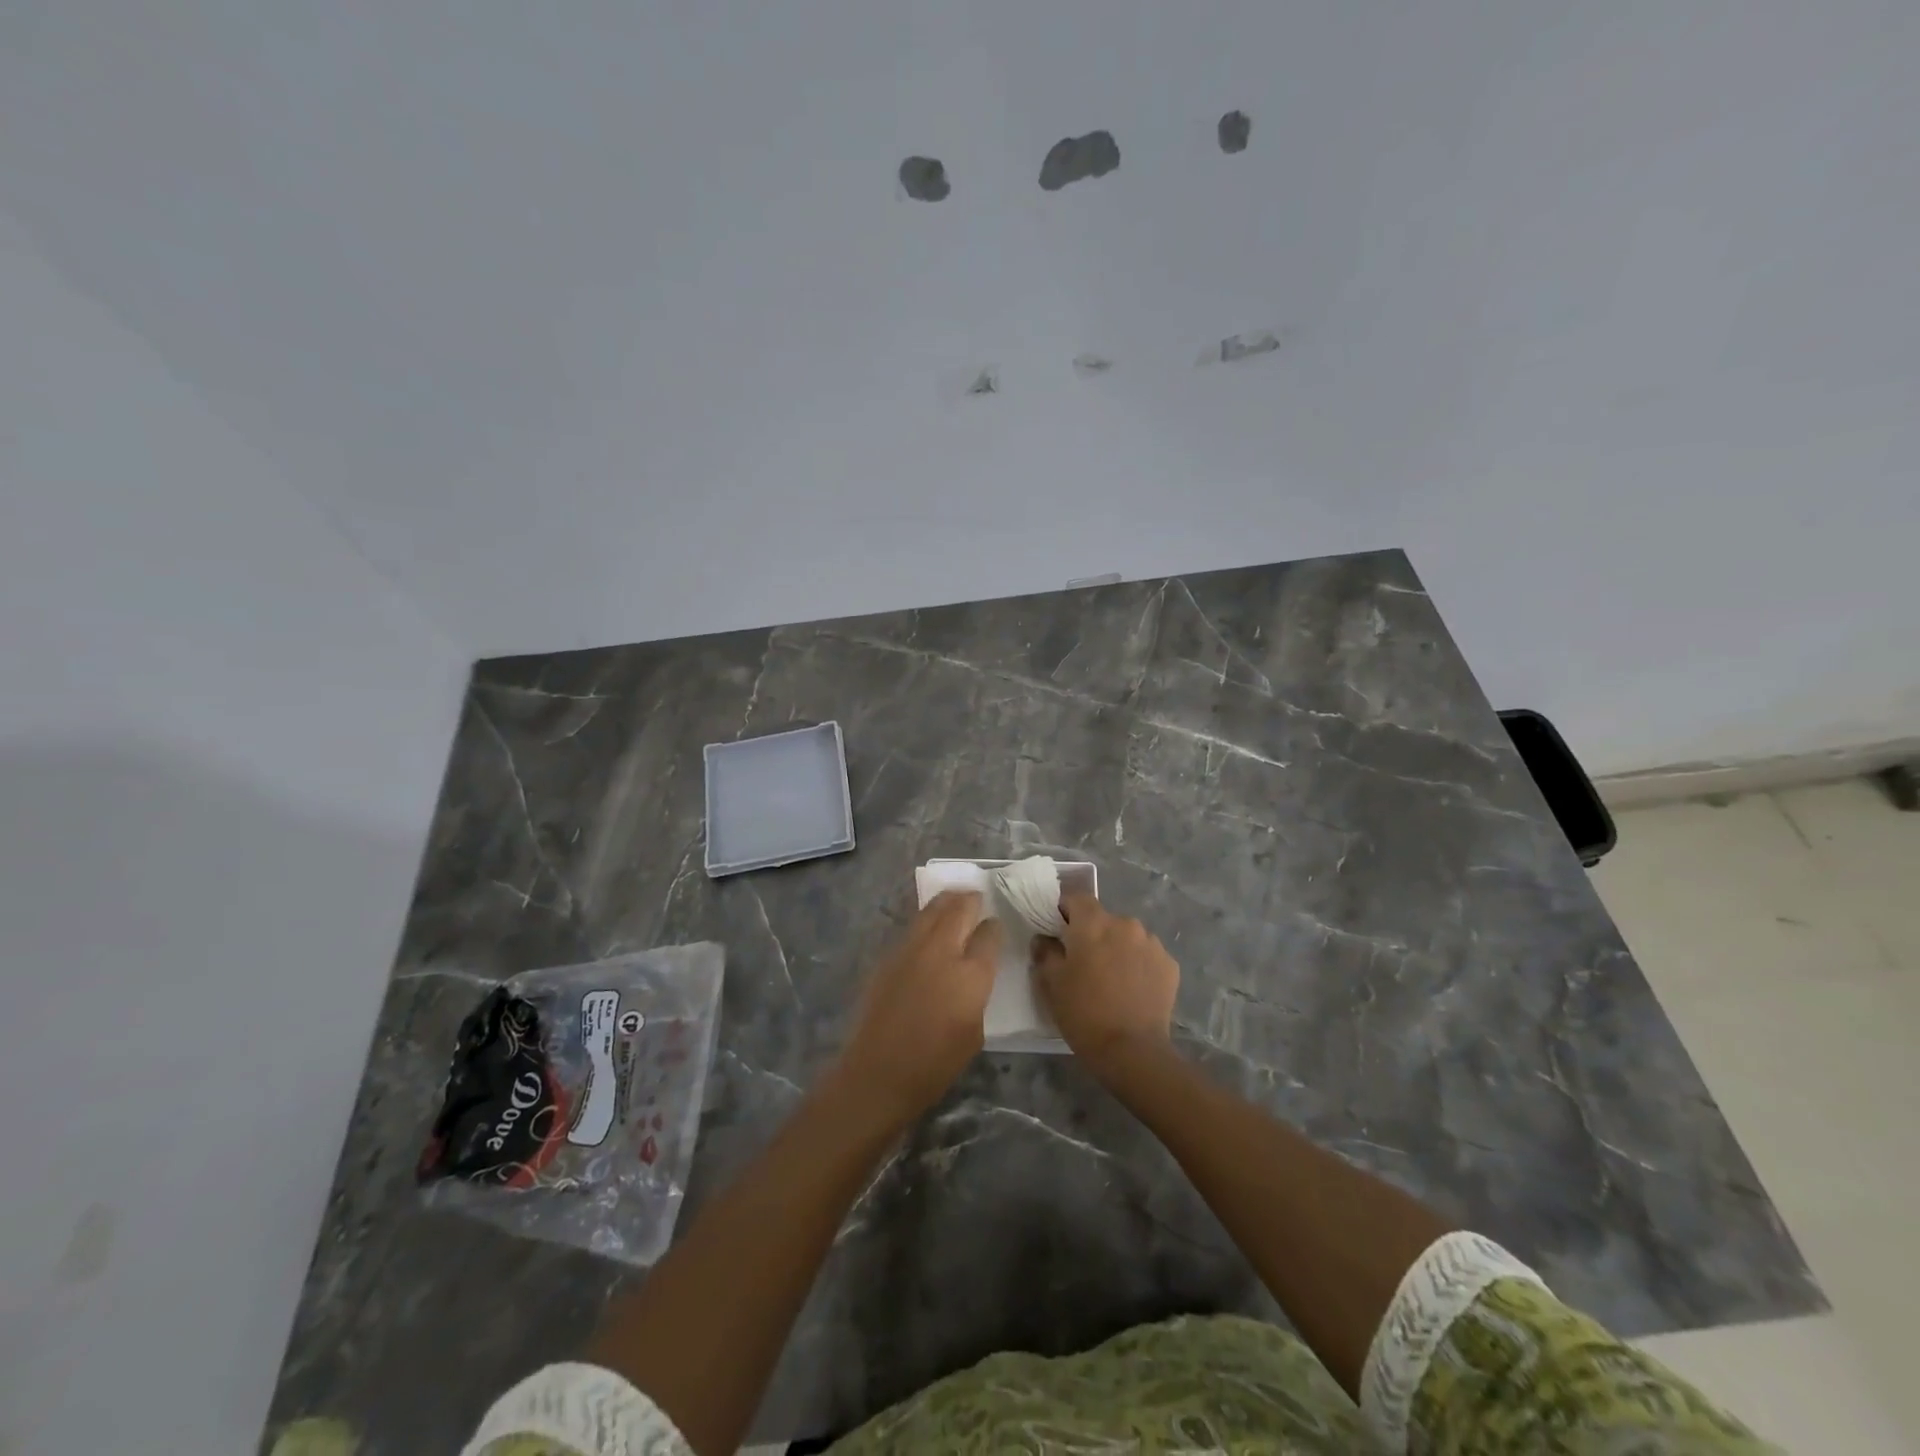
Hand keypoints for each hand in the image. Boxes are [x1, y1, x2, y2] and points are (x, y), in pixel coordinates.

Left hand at [839, 892, 1001, 1122]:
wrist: (879, 1072)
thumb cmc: (935, 1064)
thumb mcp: (975, 1031)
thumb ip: (977, 992)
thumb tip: (973, 972)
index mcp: (971, 974)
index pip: (989, 934)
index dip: (994, 927)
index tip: (995, 925)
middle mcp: (942, 952)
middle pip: (959, 910)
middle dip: (971, 900)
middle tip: (977, 897)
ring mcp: (911, 950)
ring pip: (932, 910)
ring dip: (947, 901)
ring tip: (955, 898)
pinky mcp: (889, 956)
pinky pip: (913, 927)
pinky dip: (926, 919)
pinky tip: (929, 926)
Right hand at [1034, 893, 1178, 1077]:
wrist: (1132, 1051)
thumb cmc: (1084, 1012)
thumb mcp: (1052, 983)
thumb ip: (1045, 952)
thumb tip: (1044, 939)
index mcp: (1093, 923)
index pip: (1076, 898)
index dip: (1065, 911)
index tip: (1058, 932)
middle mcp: (1125, 924)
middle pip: (1103, 919)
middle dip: (1093, 934)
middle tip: (1084, 963)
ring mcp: (1152, 943)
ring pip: (1127, 936)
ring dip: (1117, 948)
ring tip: (1111, 979)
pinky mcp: (1170, 964)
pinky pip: (1147, 955)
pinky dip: (1138, 965)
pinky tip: (1132, 989)